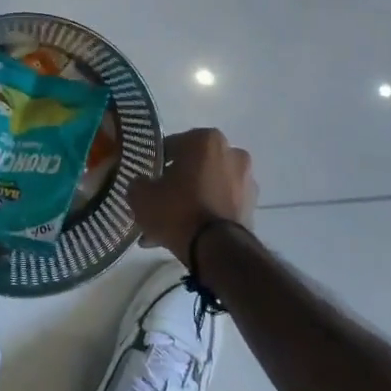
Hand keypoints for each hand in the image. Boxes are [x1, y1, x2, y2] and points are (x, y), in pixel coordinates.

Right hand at [130, 128, 256, 266]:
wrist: (217, 250)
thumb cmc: (178, 210)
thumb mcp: (142, 196)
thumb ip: (138, 183)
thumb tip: (142, 184)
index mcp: (206, 139)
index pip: (173, 146)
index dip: (157, 164)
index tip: (148, 180)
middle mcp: (232, 153)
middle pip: (195, 166)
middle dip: (178, 183)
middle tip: (160, 202)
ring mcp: (246, 181)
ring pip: (209, 187)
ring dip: (193, 200)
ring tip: (172, 225)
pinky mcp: (252, 207)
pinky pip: (221, 205)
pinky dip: (207, 214)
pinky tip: (188, 234)